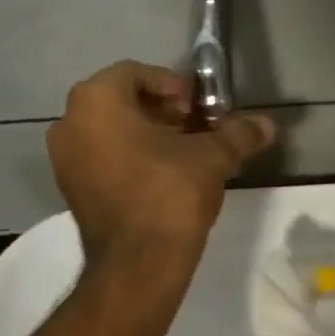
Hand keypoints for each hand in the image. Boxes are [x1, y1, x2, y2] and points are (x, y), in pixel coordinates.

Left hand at [47, 62, 273, 261]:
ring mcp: (65, 160)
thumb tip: (268, 125)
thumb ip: (238, 134)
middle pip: (121, 101)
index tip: (201, 107)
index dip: (173, 85)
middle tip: (198, 128)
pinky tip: (166, 177)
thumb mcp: (212, 157)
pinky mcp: (72, 191)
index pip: (135, 73)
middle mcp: (70, 123)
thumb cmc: (170, 193)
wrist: (139, 262)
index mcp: (97, 101)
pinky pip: (104, 158)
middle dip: (163, 111)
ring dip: (149, 135)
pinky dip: (132, 158)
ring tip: (187, 154)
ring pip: (111, 132)